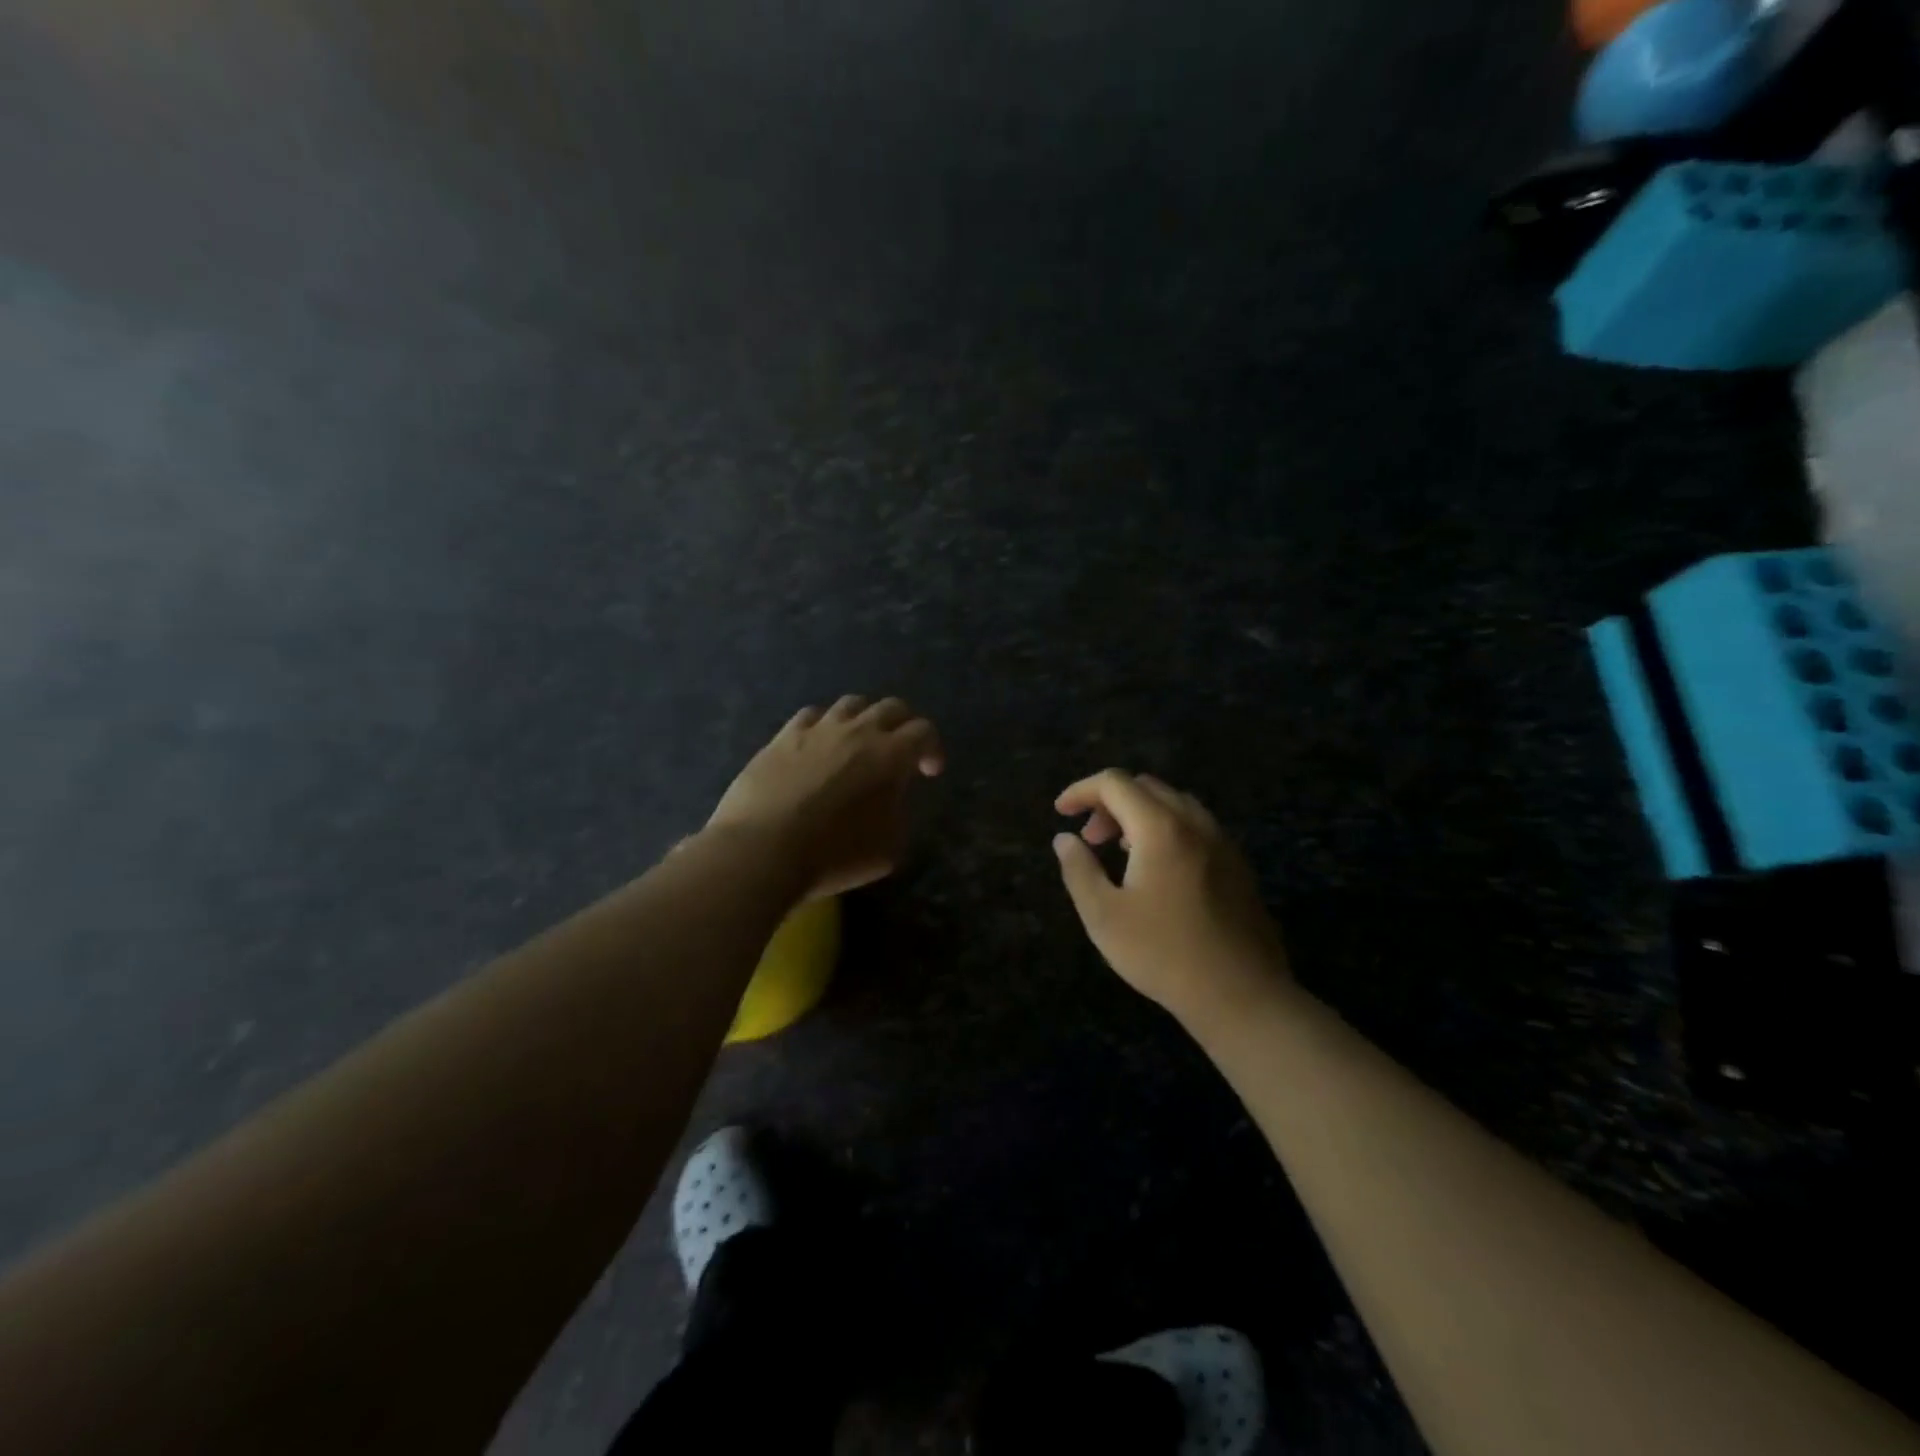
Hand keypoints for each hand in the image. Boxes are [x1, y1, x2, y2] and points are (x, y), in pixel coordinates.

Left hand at [708, 697, 943, 899]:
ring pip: (851, 704)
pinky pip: (811, 716)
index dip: (932, 749)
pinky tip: (819, 744)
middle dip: (904, 726)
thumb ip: (899, 814)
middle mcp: (858, 731)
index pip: (924, 732)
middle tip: (901, 751)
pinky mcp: (783, 737)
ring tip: (860, 742)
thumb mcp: (889, 848)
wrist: (764, 849)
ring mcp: (818, 729)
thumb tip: (892, 799)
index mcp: (891, 755)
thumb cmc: (835, 854)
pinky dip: (824, 725)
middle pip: (891, 708)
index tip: (930, 772)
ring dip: (864, 719)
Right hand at [1053, 770, 1288, 1021]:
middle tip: (1090, 839)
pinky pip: (1196, 825)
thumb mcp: (1104, 916)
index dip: (1081, 791)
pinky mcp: (1237, 864)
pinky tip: (1158, 868)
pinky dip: (1166, 827)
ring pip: (1174, 803)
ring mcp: (1222, 842)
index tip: (1060, 813)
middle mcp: (1195, 823)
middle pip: (1145, 787)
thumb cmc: (1163, 954)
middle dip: (1109, 802)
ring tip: (1120, 850)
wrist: (1241, 995)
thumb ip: (1079, 870)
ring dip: (1139, 813)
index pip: (1114, 783)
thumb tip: (1064, 839)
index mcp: (1160, 828)